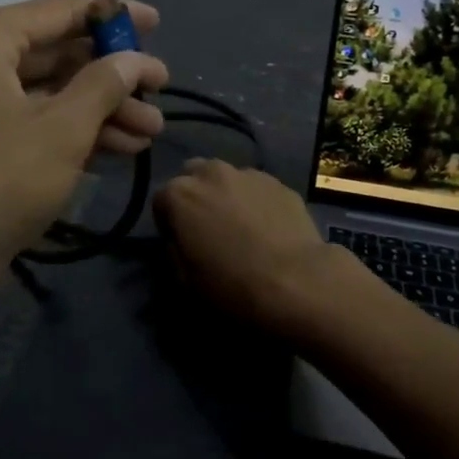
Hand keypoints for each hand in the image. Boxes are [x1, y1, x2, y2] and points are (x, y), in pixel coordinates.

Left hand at [0, 0, 169, 287]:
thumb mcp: (62, 128)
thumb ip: (105, 84)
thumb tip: (136, 59)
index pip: (61, 10)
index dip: (112, 15)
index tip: (156, 23)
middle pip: (58, 54)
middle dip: (113, 75)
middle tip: (161, 88)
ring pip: (51, 93)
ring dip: (102, 109)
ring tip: (153, 130)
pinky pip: (36, 122)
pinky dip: (75, 132)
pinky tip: (119, 149)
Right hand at [153, 159, 339, 332]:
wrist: (297, 282)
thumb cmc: (232, 286)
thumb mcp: (184, 280)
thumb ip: (173, 249)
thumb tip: (180, 239)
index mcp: (179, 194)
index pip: (161, 201)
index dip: (168, 223)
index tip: (181, 244)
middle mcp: (211, 172)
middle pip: (193, 177)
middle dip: (196, 197)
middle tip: (209, 229)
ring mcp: (248, 173)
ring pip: (227, 179)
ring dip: (226, 195)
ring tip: (242, 226)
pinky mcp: (279, 182)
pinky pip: (257, 188)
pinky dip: (256, 201)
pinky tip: (268, 228)